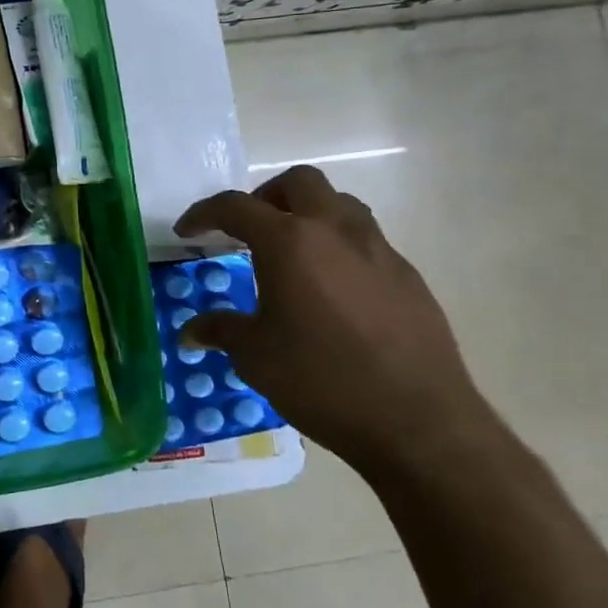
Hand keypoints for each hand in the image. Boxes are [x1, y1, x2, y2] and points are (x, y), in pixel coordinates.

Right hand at [174, 165, 486, 475]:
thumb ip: (221, 330)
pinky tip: (335, 291)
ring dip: (310, 213)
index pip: (235, 207)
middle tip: (249, 230)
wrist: (420, 424)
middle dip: (266, 196)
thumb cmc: (323, 381)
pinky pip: (368, 241)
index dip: (203, 214)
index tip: (187, 231)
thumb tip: (190, 331)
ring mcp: (378, 251)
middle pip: (298, 182)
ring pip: (340, 204)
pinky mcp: (408, 277)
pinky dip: (341, 248)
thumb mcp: (256, 357)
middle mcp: (334, 231)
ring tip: (293, 252)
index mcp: (289, 242)